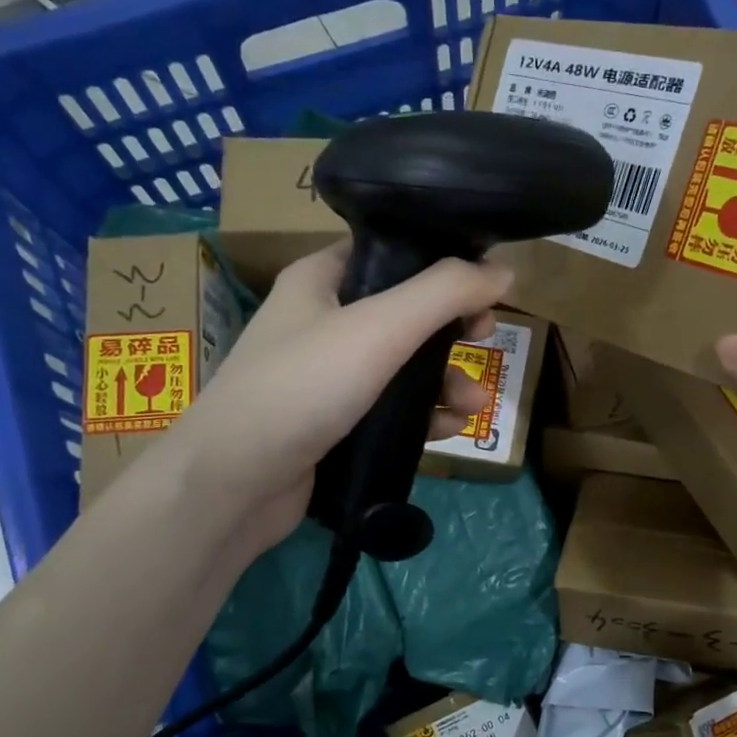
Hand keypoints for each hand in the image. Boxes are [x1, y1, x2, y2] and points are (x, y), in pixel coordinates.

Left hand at [173, 245, 509, 564]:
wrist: (233, 484)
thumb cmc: (301, 386)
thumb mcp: (379, 328)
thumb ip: (444, 293)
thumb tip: (504, 270)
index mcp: (321, 280)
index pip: (389, 252)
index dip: (440, 263)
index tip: (483, 284)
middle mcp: (322, 322)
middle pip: (404, 313)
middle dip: (451, 332)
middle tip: (485, 340)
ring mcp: (326, 377)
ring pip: (401, 367)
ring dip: (444, 382)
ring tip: (472, 406)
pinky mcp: (334, 424)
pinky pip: (389, 410)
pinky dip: (421, 416)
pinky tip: (447, 431)